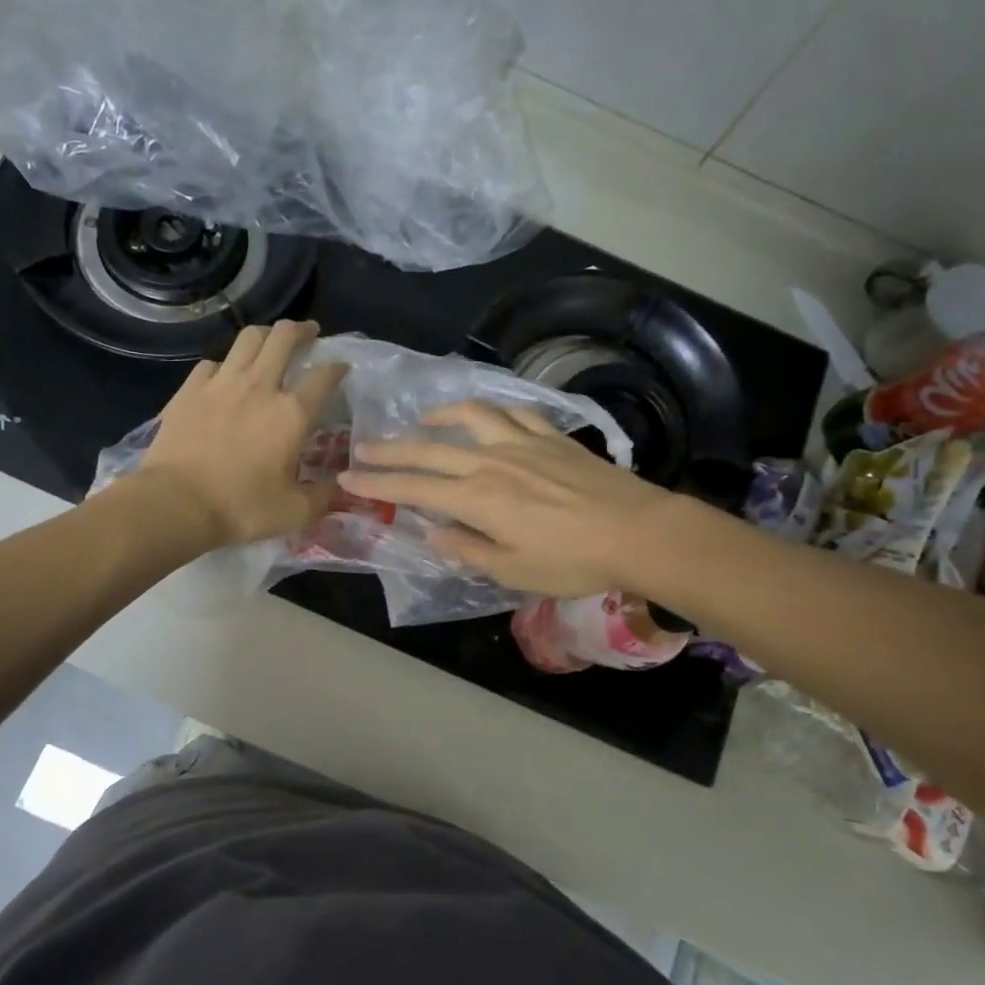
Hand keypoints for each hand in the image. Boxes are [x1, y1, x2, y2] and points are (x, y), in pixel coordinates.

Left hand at [134, 320, 347, 547]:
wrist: (176, 503)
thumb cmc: (241, 508)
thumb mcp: (294, 513)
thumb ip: (322, 496)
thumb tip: (338, 486)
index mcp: (292, 413)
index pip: (324, 377)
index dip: (337, 368)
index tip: (341, 367)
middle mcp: (260, 386)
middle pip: (283, 338)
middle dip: (301, 330)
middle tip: (308, 334)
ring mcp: (221, 383)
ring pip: (248, 338)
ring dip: (265, 334)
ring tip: (270, 340)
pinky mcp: (190, 389)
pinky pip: (212, 363)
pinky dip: (225, 364)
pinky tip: (224, 375)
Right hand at [337, 401, 678, 597]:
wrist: (636, 531)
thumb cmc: (572, 561)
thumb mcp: (513, 572)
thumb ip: (468, 550)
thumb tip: (434, 535)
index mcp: (477, 499)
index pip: (414, 488)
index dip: (377, 483)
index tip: (347, 477)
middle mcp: (490, 463)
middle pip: (430, 450)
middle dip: (391, 450)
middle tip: (362, 447)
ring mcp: (522, 444)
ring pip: (470, 419)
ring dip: (440, 418)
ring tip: (424, 421)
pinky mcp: (551, 437)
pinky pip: (513, 414)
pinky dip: (490, 412)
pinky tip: (485, 418)